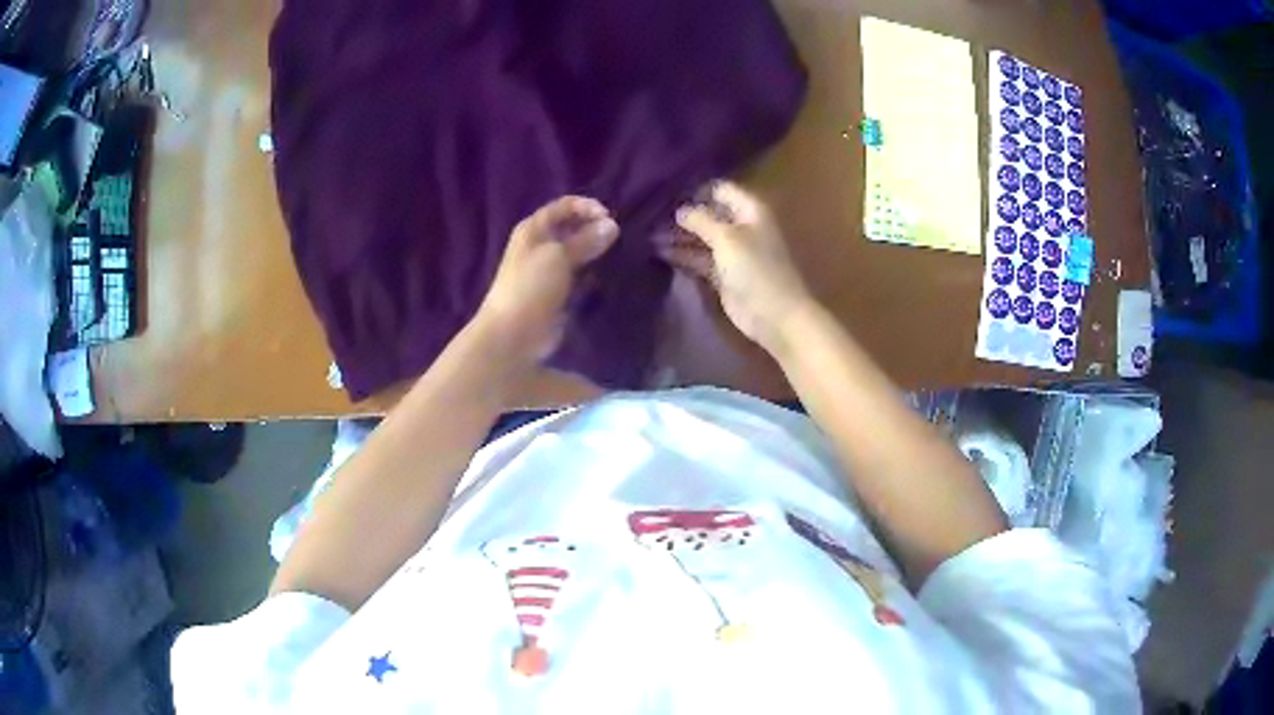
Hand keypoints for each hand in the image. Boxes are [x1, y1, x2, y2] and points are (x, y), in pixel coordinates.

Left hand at [474, 196, 618, 366]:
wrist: (513, 335)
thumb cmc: (531, 287)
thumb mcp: (558, 257)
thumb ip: (585, 240)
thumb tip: (612, 225)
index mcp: (534, 229)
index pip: (564, 206)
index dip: (587, 206)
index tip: (609, 218)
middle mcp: (540, 245)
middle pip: (572, 228)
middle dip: (595, 229)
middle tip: (620, 238)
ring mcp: (549, 270)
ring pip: (578, 252)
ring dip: (597, 252)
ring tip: (620, 255)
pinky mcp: (558, 292)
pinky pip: (580, 276)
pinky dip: (594, 274)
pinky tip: (611, 276)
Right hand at [661, 181, 812, 353]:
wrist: (774, 315)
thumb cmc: (755, 268)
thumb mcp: (726, 237)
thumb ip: (701, 220)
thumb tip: (680, 210)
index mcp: (749, 210)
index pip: (720, 189)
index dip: (695, 189)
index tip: (666, 192)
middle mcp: (741, 226)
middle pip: (708, 214)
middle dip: (682, 215)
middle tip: (648, 215)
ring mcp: (732, 251)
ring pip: (701, 238)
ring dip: (678, 236)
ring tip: (646, 234)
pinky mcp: (723, 274)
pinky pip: (699, 259)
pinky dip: (682, 256)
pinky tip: (658, 252)